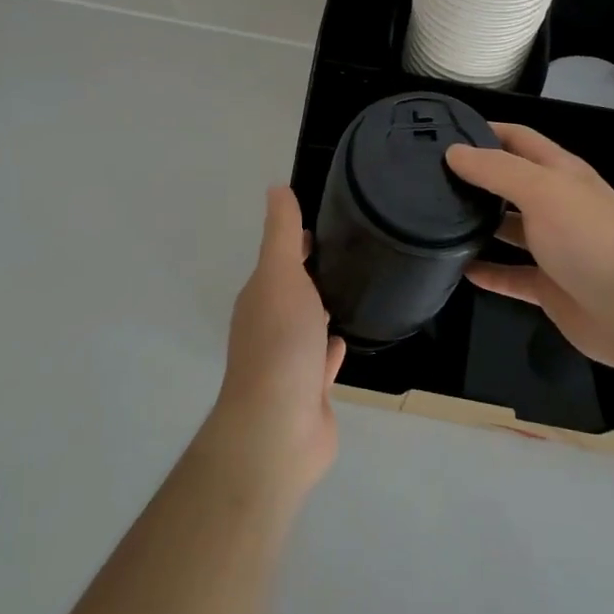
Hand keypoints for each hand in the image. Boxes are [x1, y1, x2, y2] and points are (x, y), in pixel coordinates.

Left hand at [203, 187, 345, 497]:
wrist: (279, 426)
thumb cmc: (280, 341)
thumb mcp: (281, 274)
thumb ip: (282, 233)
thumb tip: (276, 187)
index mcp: (260, 297)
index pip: (281, 259)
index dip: (299, 242)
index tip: (327, 225)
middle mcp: (270, 326)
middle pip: (293, 292)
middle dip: (313, 274)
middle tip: (351, 254)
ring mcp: (288, 362)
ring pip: (307, 327)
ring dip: (321, 311)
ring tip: (353, 291)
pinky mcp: (309, 392)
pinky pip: (322, 362)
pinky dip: (331, 350)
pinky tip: (345, 340)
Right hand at [446, 124, 613, 371]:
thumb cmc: (589, 238)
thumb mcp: (542, 190)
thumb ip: (497, 169)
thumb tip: (453, 152)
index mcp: (560, 172)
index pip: (518, 139)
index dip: (484, 131)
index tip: (443, 132)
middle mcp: (556, 204)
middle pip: (510, 183)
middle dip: (475, 177)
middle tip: (428, 177)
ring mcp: (553, 247)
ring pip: (508, 229)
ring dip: (477, 223)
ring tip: (434, 219)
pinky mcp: (548, 286)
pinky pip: (510, 275)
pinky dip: (487, 271)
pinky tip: (457, 268)